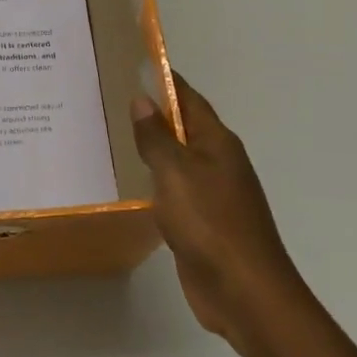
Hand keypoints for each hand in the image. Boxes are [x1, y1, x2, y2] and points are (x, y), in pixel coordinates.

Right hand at [131, 76, 306, 355]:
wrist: (244, 292)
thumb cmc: (210, 222)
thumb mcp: (175, 172)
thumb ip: (156, 137)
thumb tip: (143, 100)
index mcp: (217, 143)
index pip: (189, 99)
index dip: (165, 81)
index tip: (136, 64)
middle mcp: (219, 162)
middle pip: (184, 128)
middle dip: (154, 114)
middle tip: (111, 99)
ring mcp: (214, 194)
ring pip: (179, 160)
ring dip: (153, 148)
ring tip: (115, 136)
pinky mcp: (204, 223)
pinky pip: (175, 190)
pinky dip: (156, 181)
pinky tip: (133, 183)